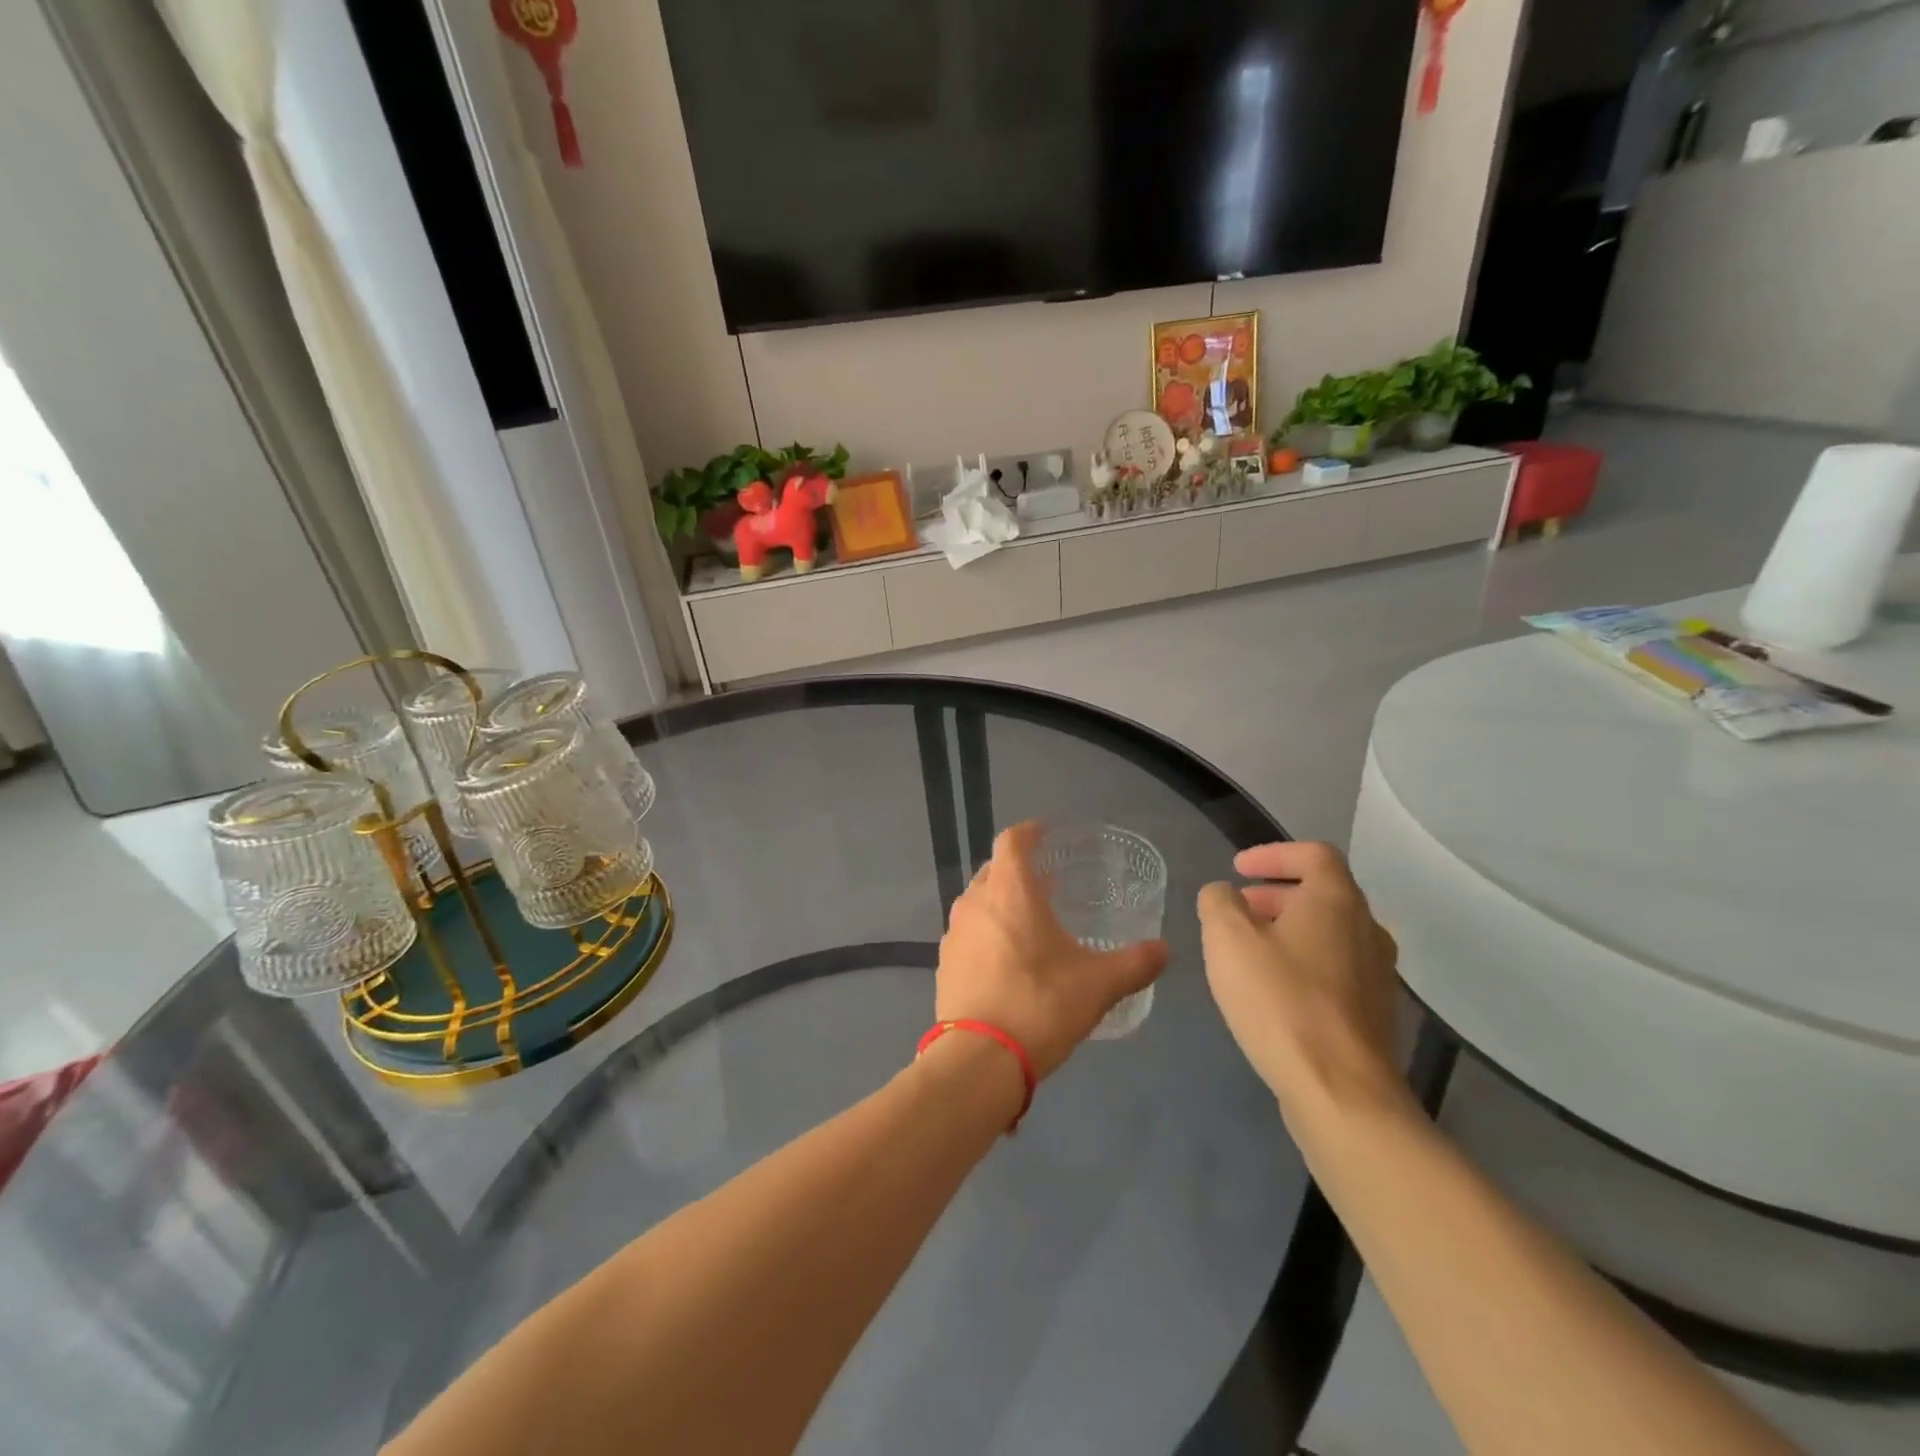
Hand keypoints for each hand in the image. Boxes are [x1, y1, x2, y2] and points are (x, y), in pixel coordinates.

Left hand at [936, 822, 1167, 1080]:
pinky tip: (1007, 960)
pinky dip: (987, 934)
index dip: (1030, 832)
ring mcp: (954, 934)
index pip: (1012, 841)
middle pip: (994, 870)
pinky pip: (968, 934)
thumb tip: (1164, 951)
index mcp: (1009, 891)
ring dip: (1001, 904)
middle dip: (1018, 871)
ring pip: (978, 903)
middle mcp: (975, 902)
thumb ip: (1135, 963)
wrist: (979, 1060)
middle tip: (1047, 884)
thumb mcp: (1098, 984)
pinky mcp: (944, 964)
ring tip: (1029, 922)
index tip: (1046, 833)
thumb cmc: (1040, 1006)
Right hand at [1197, 842, 1404, 1121]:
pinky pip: (1335, 967)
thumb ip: (1219, 902)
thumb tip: (1224, 894)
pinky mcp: (1373, 1012)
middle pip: (1322, 893)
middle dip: (1275, 893)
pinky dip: (1302, 961)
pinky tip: (1272, 989)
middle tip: (1238, 908)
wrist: (1341, 1091)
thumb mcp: (1228, 939)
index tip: (1238, 868)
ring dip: (1288, 928)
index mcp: (1336, 901)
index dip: (1273, 853)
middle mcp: (1366, 928)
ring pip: (1329, 932)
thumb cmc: (1280, 1001)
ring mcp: (1377, 973)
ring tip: (1248, 949)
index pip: (1313, 854)